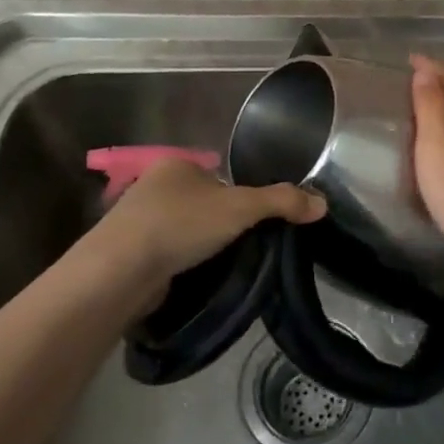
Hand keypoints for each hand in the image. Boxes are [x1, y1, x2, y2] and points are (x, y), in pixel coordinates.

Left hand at [77, 157, 325, 306]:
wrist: (120, 270)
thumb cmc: (181, 224)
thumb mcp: (241, 207)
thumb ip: (282, 202)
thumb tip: (323, 203)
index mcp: (177, 164)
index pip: (220, 177)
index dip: (241, 198)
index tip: (256, 224)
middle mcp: (154, 185)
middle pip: (203, 203)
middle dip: (221, 225)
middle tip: (245, 248)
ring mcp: (137, 220)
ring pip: (183, 230)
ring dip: (201, 246)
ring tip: (224, 268)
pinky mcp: (128, 253)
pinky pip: (167, 254)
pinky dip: (182, 264)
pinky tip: (194, 279)